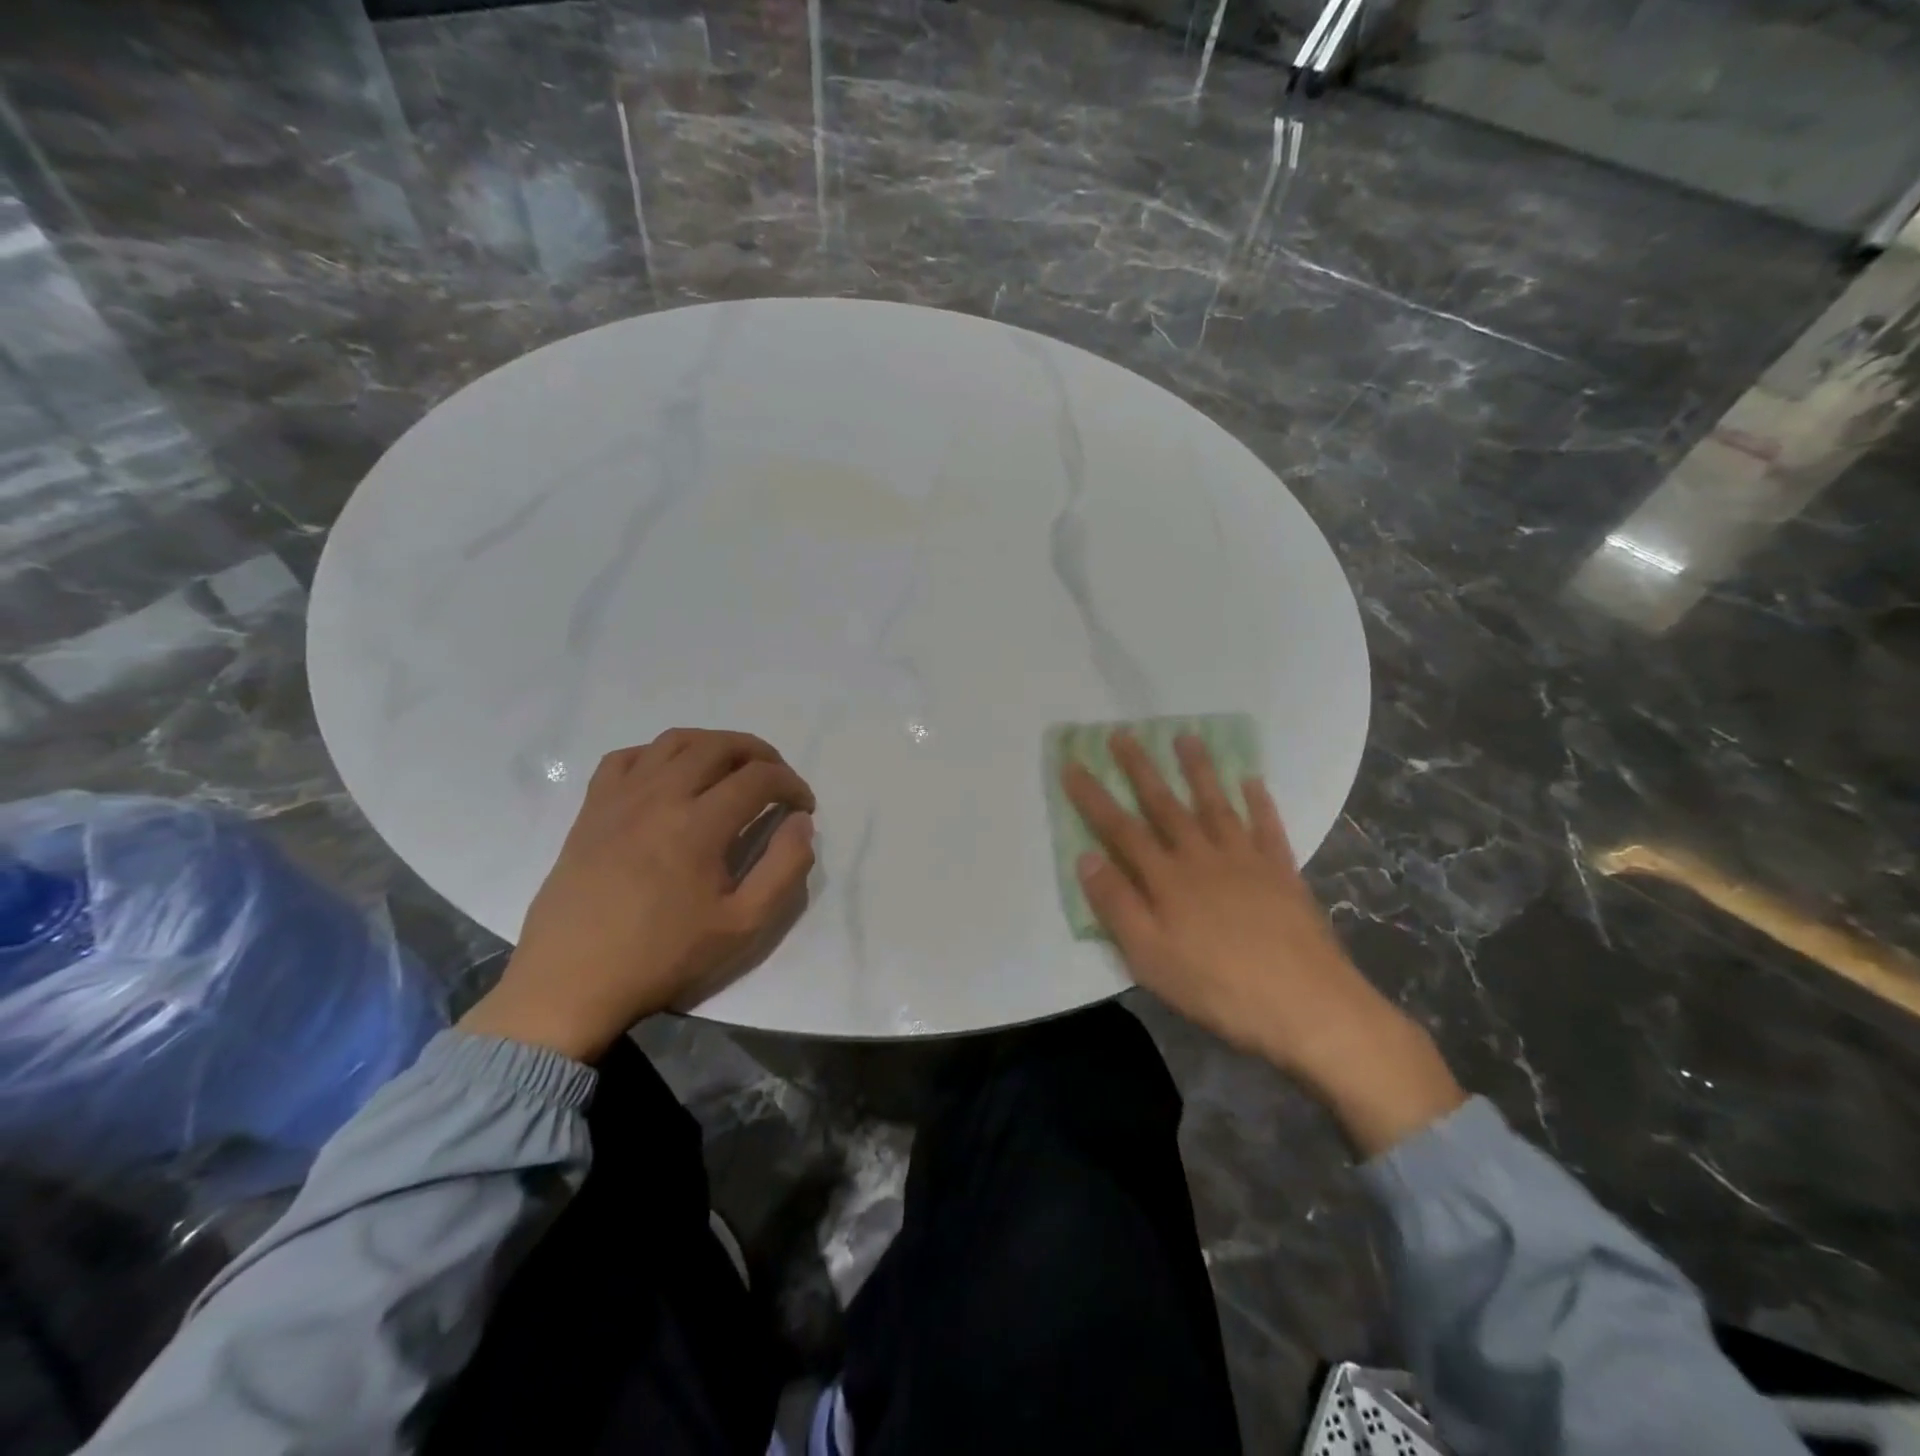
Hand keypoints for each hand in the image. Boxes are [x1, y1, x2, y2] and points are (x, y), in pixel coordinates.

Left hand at [460, 729, 815, 1062]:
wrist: (572, 982)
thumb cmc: (662, 956)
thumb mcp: (743, 925)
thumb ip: (784, 868)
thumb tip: (801, 822)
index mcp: (698, 824)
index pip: (759, 777)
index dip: (792, 784)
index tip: (804, 806)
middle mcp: (660, 796)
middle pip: (719, 746)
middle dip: (760, 754)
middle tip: (777, 779)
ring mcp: (620, 797)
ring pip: (675, 741)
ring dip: (714, 744)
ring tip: (731, 768)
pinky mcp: (592, 808)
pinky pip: (627, 757)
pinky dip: (659, 754)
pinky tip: (670, 777)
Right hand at [1062, 731, 1463, 1154]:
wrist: (1307, 1005)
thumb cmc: (1218, 987)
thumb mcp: (1150, 958)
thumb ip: (1117, 905)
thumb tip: (1087, 857)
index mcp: (1167, 879)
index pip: (1120, 829)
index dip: (1094, 797)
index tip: (1073, 764)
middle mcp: (1202, 857)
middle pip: (1165, 805)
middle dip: (1140, 769)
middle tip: (1122, 734)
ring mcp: (1246, 860)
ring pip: (1215, 805)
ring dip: (1199, 770)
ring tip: (1186, 737)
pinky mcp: (1282, 873)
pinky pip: (1267, 827)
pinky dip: (1259, 802)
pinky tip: (1252, 781)